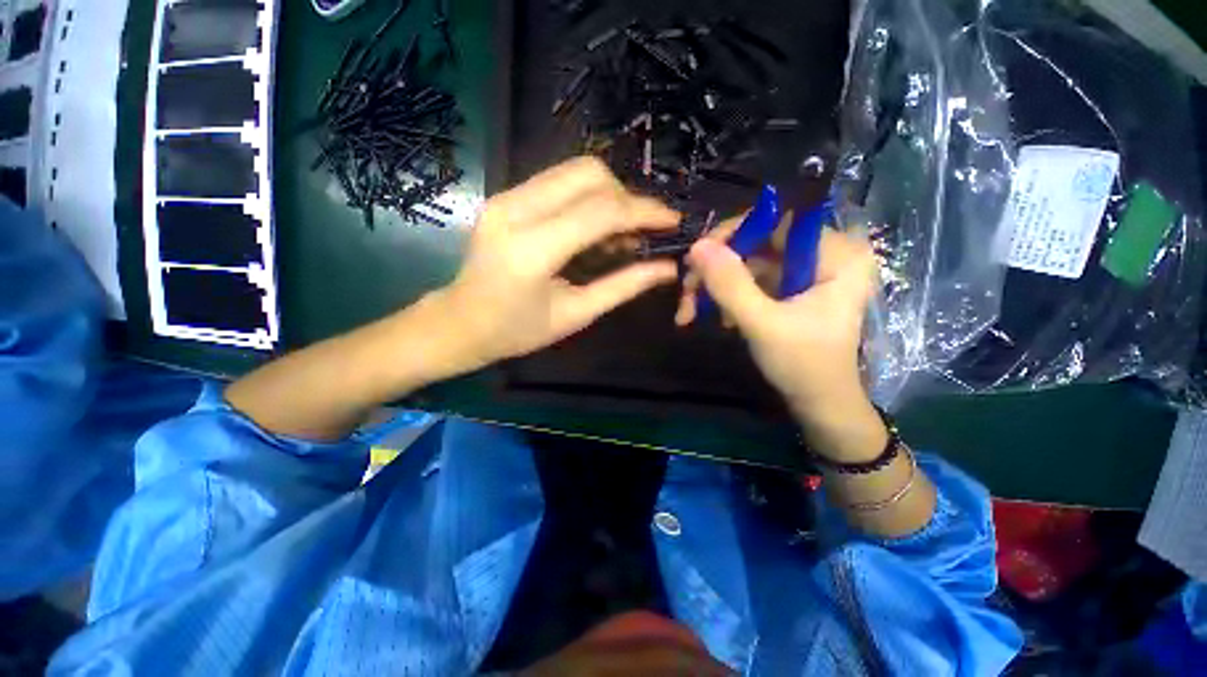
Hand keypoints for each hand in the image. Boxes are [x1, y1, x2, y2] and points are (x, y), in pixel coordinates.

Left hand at [433, 157, 680, 371]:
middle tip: (642, 231)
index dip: (644, 211)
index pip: (601, 211)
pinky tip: (593, 228)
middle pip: (589, 174)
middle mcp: (516, 209)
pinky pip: (558, 181)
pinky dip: (587, 197)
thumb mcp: (576, 314)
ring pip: (574, 170)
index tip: (673, 221)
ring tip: (620, 234)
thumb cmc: (517, 331)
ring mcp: (506, 196)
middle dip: (627, 197)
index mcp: (533, 249)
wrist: (459, 322)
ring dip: (609, 194)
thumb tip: (667, 268)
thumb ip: (623, 286)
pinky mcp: (505, 195)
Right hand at [680, 225, 885, 460]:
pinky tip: (717, 318)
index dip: (731, 235)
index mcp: (836, 253)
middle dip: (716, 269)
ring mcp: (806, 272)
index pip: (776, 221)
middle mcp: (824, 253)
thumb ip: (730, 285)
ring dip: (716, 286)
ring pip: (749, 263)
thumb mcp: (762, 324)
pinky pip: (751, 280)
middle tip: (686, 292)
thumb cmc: (803, 365)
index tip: (696, 259)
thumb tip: (697, 246)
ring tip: (690, 312)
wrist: (820, 404)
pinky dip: (728, 297)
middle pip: (758, 242)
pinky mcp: (791, 288)